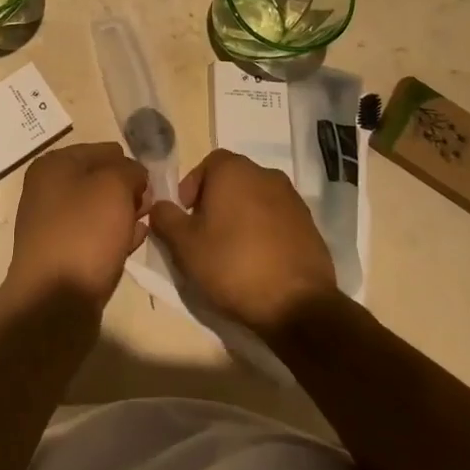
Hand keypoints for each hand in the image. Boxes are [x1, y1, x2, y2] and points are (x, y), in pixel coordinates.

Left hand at [6, 142, 150, 311]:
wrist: (54, 301)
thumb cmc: (84, 232)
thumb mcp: (113, 186)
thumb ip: (129, 170)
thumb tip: (133, 174)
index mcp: (54, 164)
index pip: (103, 150)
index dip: (129, 163)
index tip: (151, 182)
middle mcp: (48, 190)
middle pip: (99, 179)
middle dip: (127, 188)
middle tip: (151, 204)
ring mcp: (53, 224)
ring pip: (99, 209)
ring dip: (124, 212)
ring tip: (148, 221)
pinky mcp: (62, 254)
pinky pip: (95, 236)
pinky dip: (116, 235)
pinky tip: (137, 240)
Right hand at [149, 148, 337, 335]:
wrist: (297, 305)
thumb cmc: (232, 265)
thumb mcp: (184, 245)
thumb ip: (166, 218)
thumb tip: (160, 206)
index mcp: (234, 170)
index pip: (208, 164)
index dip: (192, 187)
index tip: (186, 216)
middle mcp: (266, 175)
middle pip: (233, 180)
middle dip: (216, 202)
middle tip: (205, 235)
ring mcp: (292, 199)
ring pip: (256, 200)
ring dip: (241, 216)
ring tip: (231, 251)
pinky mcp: (310, 226)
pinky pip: (277, 220)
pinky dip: (264, 232)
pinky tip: (258, 261)